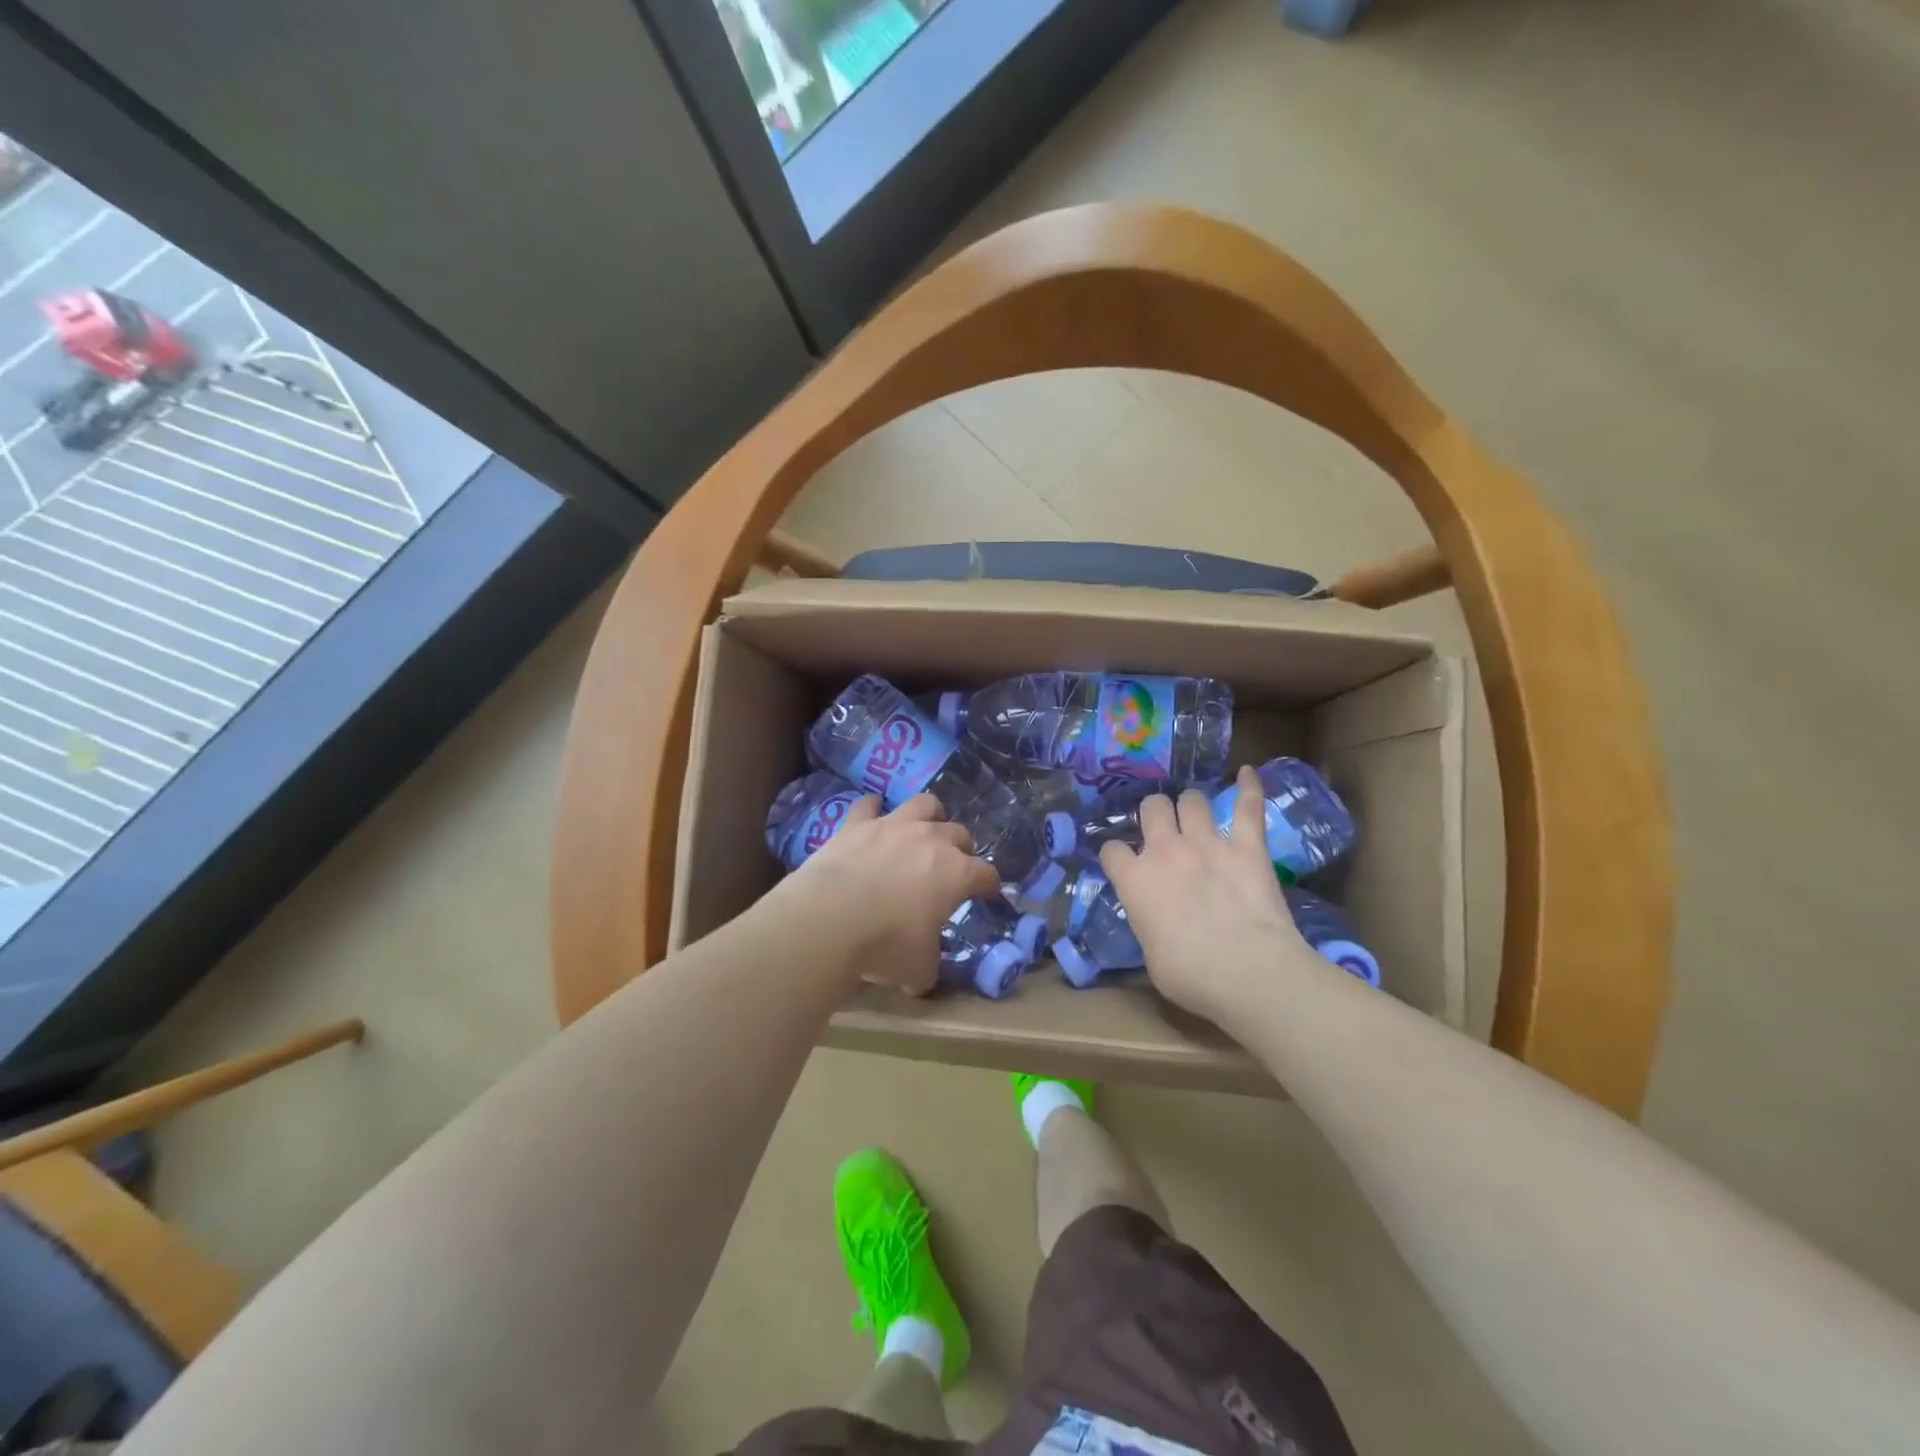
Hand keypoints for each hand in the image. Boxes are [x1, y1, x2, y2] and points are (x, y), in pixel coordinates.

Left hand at [774, 793, 999, 994]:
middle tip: (953, 866)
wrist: (829, 918)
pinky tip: (871, 817)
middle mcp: (931, 840)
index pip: (985, 874)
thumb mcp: (918, 968)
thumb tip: (921, 978)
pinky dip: (872, 810)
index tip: (986, 893)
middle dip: (961, 848)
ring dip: (929, 816)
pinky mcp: (857, 823)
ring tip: (923, 830)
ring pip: (924, 804)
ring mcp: (894, 826)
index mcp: (956, 873)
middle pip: (959, 833)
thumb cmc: (885, 944)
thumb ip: (928, 964)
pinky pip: (868, 805)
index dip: (988, 884)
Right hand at [1099, 766, 1314, 1024]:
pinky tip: (1248, 772)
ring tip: (1196, 815)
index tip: (1125, 866)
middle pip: (1151, 808)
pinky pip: (1248, 806)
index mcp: (1134, 880)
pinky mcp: (1247, 845)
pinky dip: (1249, 787)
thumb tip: (1155, 920)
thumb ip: (1147, 922)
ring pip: (1192, 800)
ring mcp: (1207, 843)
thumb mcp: (1150, 955)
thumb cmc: (1191, 976)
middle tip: (1163, 831)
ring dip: (1191, 806)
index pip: (1112, 850)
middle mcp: (1165, 850)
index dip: (1117, 856)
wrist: (1248, 973)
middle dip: (1154, 815)